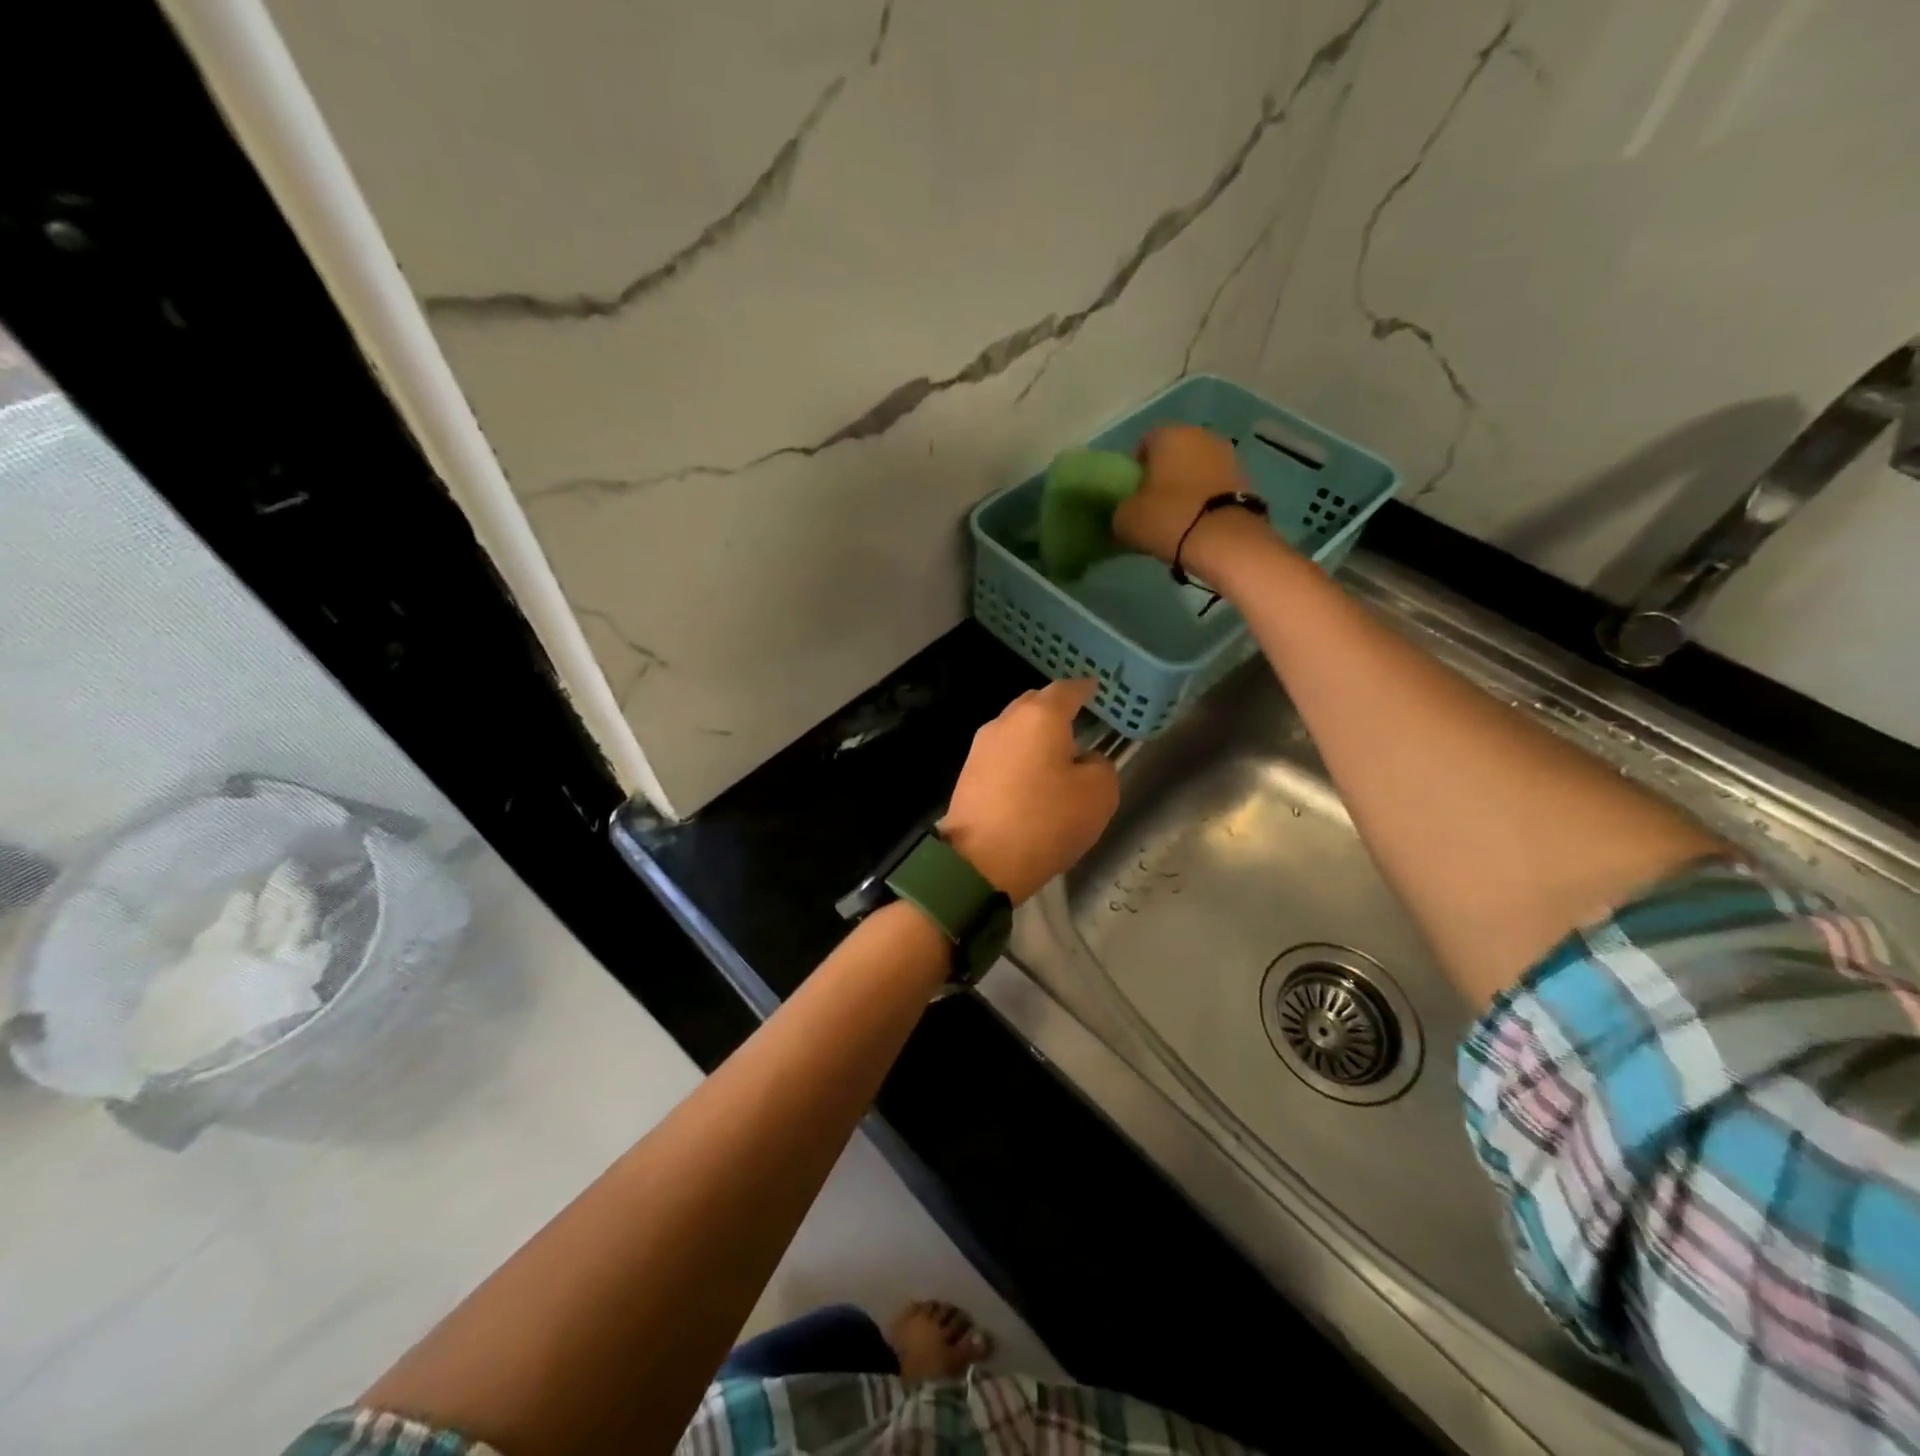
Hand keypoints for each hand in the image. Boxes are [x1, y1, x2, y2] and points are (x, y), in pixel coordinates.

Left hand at [940, 679, 1119, 903]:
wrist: (979, 861)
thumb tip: (1085, 759)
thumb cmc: (1045, 821)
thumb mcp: (1098, 795)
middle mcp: (1006, 721)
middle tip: (1077, 721)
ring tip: (1056, 753)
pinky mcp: (968, 772)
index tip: (1094, 690)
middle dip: (1056, 708)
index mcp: (1040, 717)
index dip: (1084, 689)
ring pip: (1015, 727)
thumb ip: (1101, 766)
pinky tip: (1031, 776)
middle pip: (1034, 703)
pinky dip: (1019, 756)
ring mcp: (981, 746)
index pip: (1066, 689)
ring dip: (1035, 735)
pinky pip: (1002, 752)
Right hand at [1112, 425, 1247, 562]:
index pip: (1145, 443)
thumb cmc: (1167, 518)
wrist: (1223, 540)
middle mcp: (1202, 435)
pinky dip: (1205, 498)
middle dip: (1164, 474)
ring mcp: (1229, 456)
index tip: (1132, 493)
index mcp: (1169, 434)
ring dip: (1187, 485)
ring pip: (1197, 468)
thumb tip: (1128, 512)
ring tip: (1178, 516)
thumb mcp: (1125, 518)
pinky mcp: (1246, 480)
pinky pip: (1214, 485)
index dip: (1136, 468)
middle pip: (1175, 453)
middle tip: (1153, 505)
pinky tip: (1198, 522)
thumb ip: (1122, 508)